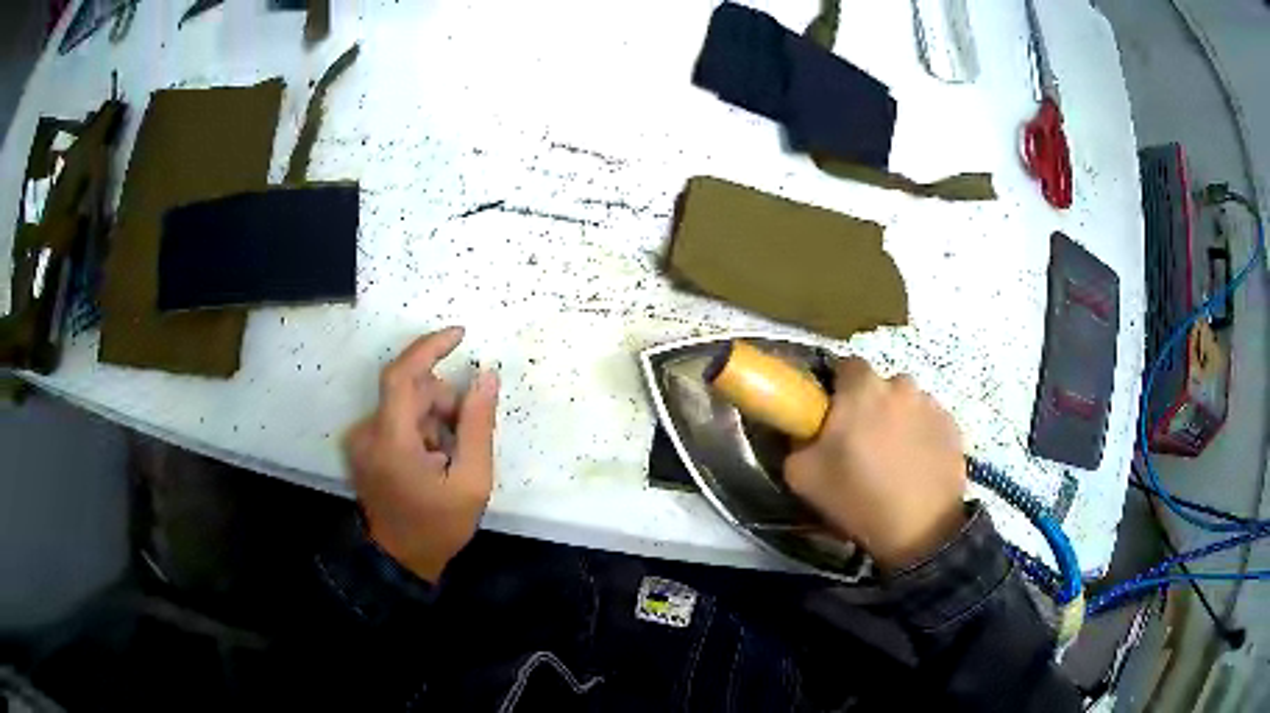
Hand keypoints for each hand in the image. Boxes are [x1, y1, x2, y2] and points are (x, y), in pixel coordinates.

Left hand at [345, 327, 499, 583]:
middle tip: (468, 435)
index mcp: (391, 441)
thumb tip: (487, 376)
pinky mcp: (363, 445)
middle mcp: (368, 432)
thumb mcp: (471, 482)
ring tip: (449, 456)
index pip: (402, 375)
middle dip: (444, 402)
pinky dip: (420, 428)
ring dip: (434, 418)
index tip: (461, 335)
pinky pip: (396, 419)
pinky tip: (433, 458)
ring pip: (405, 404)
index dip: (430, 348)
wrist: (399, 559)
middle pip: (411, 391)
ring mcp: (362, 439)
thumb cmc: (438, 526)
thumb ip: (479, 426)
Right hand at [785, 358, 966, 571]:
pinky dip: (921, 436)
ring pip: (906, 403)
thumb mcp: (802, 475)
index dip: (836, 391)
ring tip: (893, 460)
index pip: (844, 366)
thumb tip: (805, 431)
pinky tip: (916, 467)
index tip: (832, 419)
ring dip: (897, 420)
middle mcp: (900, 384)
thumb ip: (797, 441)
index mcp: (861, 388)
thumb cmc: (858, 498)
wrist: (921, 530)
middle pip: (878, 385)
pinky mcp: (953, 426)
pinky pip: (929, 422)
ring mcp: (932, 404)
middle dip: (869, 406)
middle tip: (861, 444)